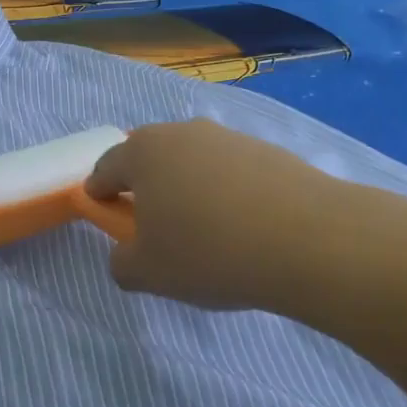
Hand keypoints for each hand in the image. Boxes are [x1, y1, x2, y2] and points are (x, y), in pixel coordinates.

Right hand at [85, 120, 340, 309]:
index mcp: (144, 152)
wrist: (308, 240)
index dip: (99, 190)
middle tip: (154, 227)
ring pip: (195, 164)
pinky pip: (233, 174)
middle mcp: (185, 133)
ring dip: (190, 190)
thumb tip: (128, 255)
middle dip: (147, 188)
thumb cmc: (208, 252)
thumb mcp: (147, 273)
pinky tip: (244, 229)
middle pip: (153, 159)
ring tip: (206, 233)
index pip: (107, 166)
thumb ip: (121, 263)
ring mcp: (231, 139)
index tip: (101, 208)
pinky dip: (228, 195)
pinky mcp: (271, 152)